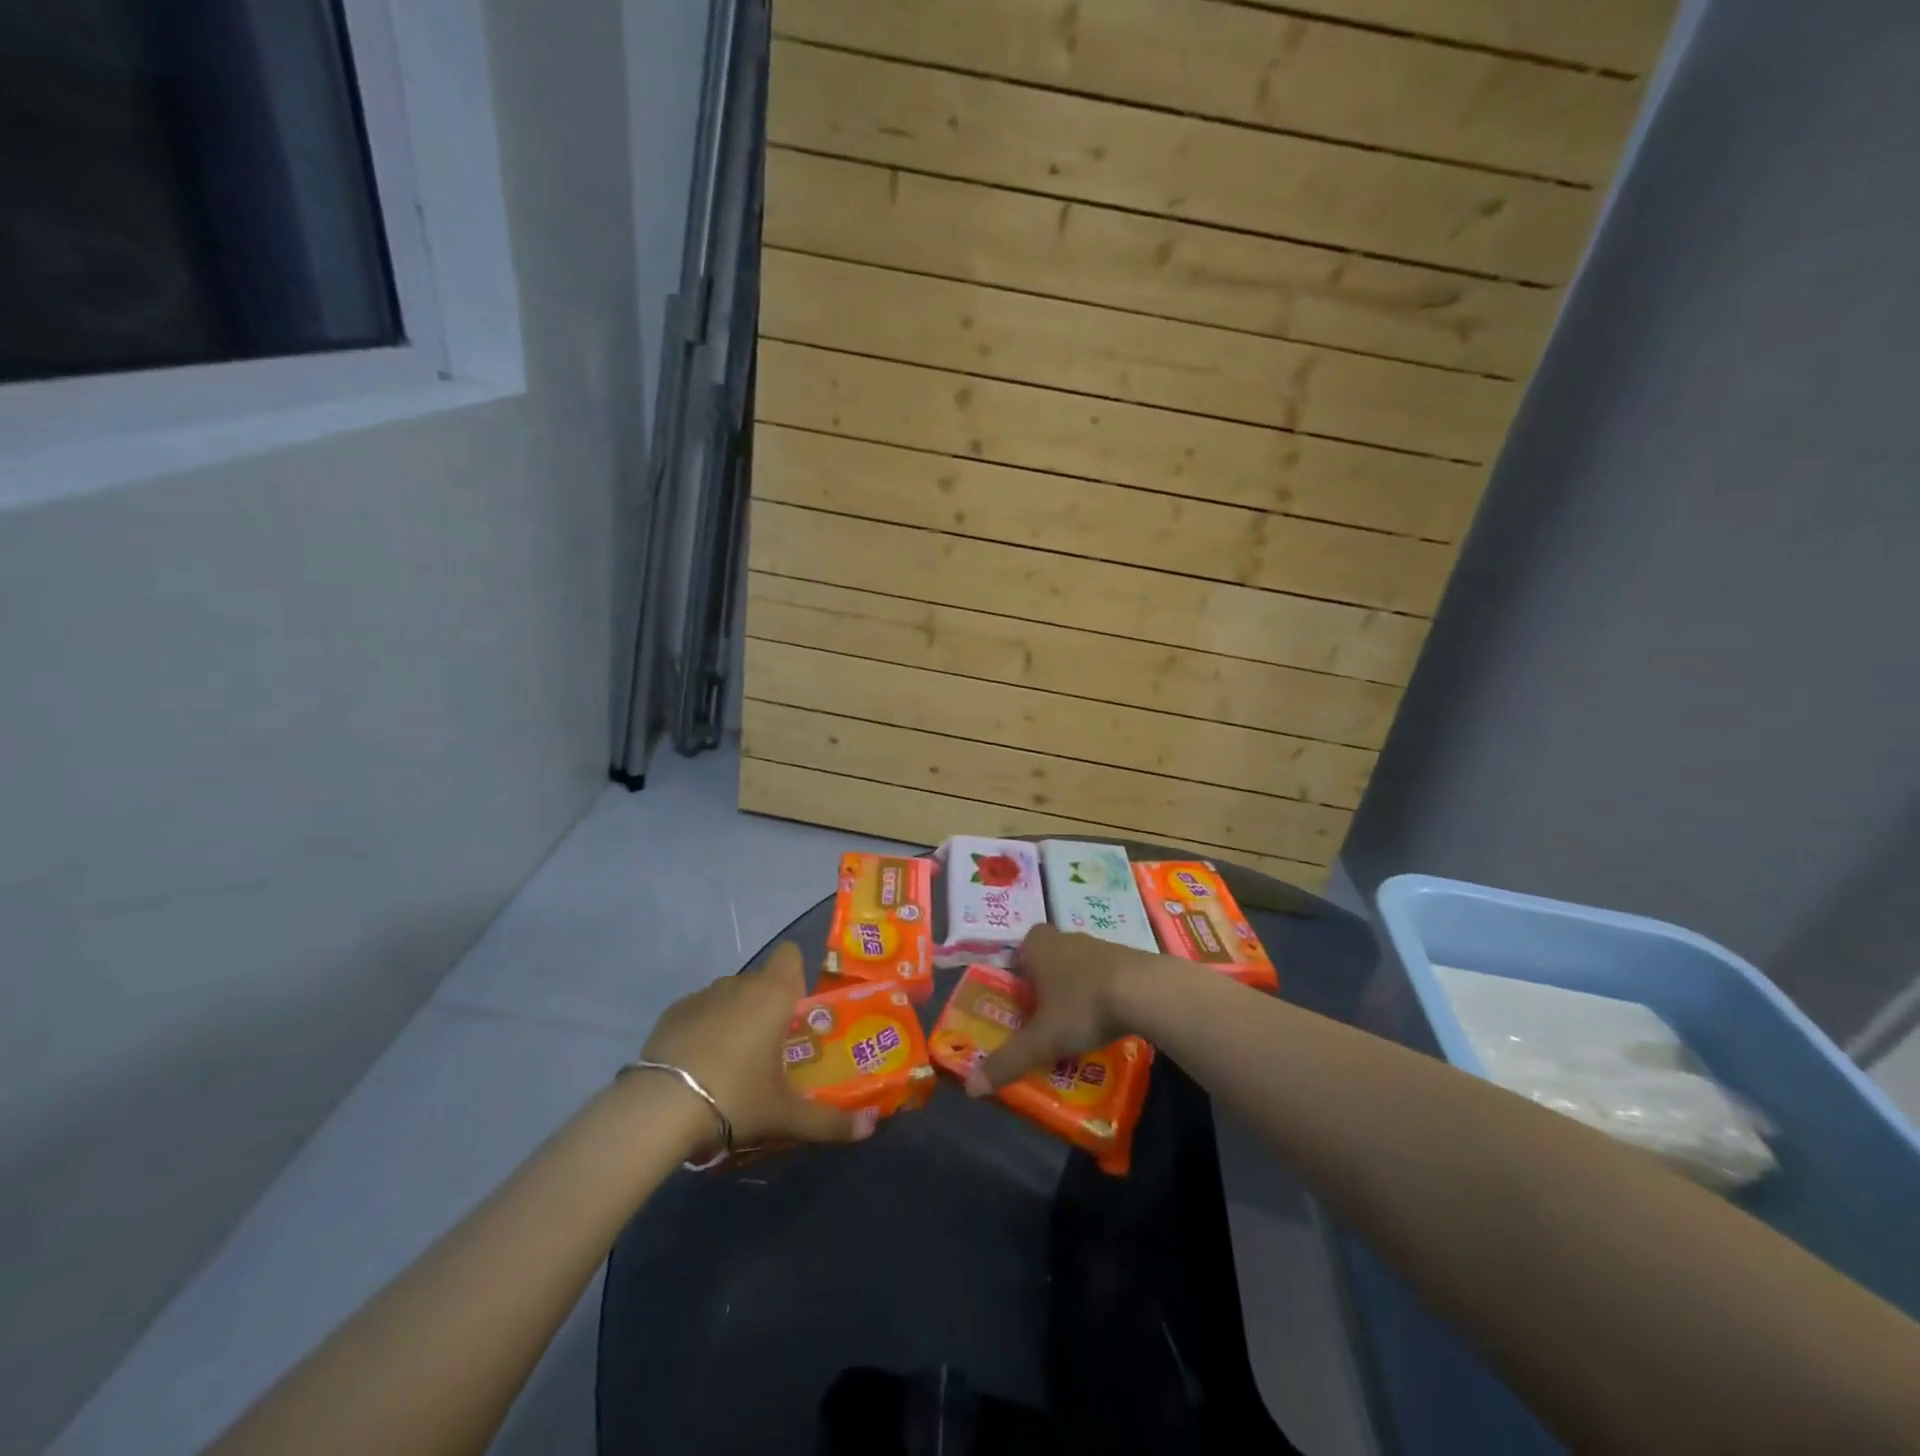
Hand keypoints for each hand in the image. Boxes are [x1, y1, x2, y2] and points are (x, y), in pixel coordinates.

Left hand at [640, 942, 874, 1152]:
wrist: (660, 1107)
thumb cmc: (736, 1096)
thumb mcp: (785, 1115)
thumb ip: (830, 1121)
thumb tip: (870, 1127)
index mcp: (773, 994)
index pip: (789, 955)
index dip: (795, 975)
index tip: (796, 1011)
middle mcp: (739, 984)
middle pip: (761, 980)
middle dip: (768, 1006)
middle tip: (772, 1049)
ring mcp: (702, 996)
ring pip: (729, 995)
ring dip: (736, 1016)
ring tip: (733, 1061)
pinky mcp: (671, 1013)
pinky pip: (699, 1011)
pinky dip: (704, 1029)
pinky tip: (699, 1066)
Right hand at [967, 925, 1150, 1094]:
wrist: (1145, 991)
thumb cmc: (1082, 1007)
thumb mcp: (1042, 1040)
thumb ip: (1008, 1060)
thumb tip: (971, 1085)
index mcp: (1041, 947)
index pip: (1025, 943)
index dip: (1022, 963)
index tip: (1022, 991)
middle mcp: (1068, 939)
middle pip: (1052, 952)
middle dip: (1048, 977)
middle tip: (1045, 1010)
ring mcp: (1102, 946)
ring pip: (1081, 962)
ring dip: (1078, 984)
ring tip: (1077, 1019)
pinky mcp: (1130, 959)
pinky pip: (1108, 972)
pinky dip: (1105, 990)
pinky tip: (1109, 1017)